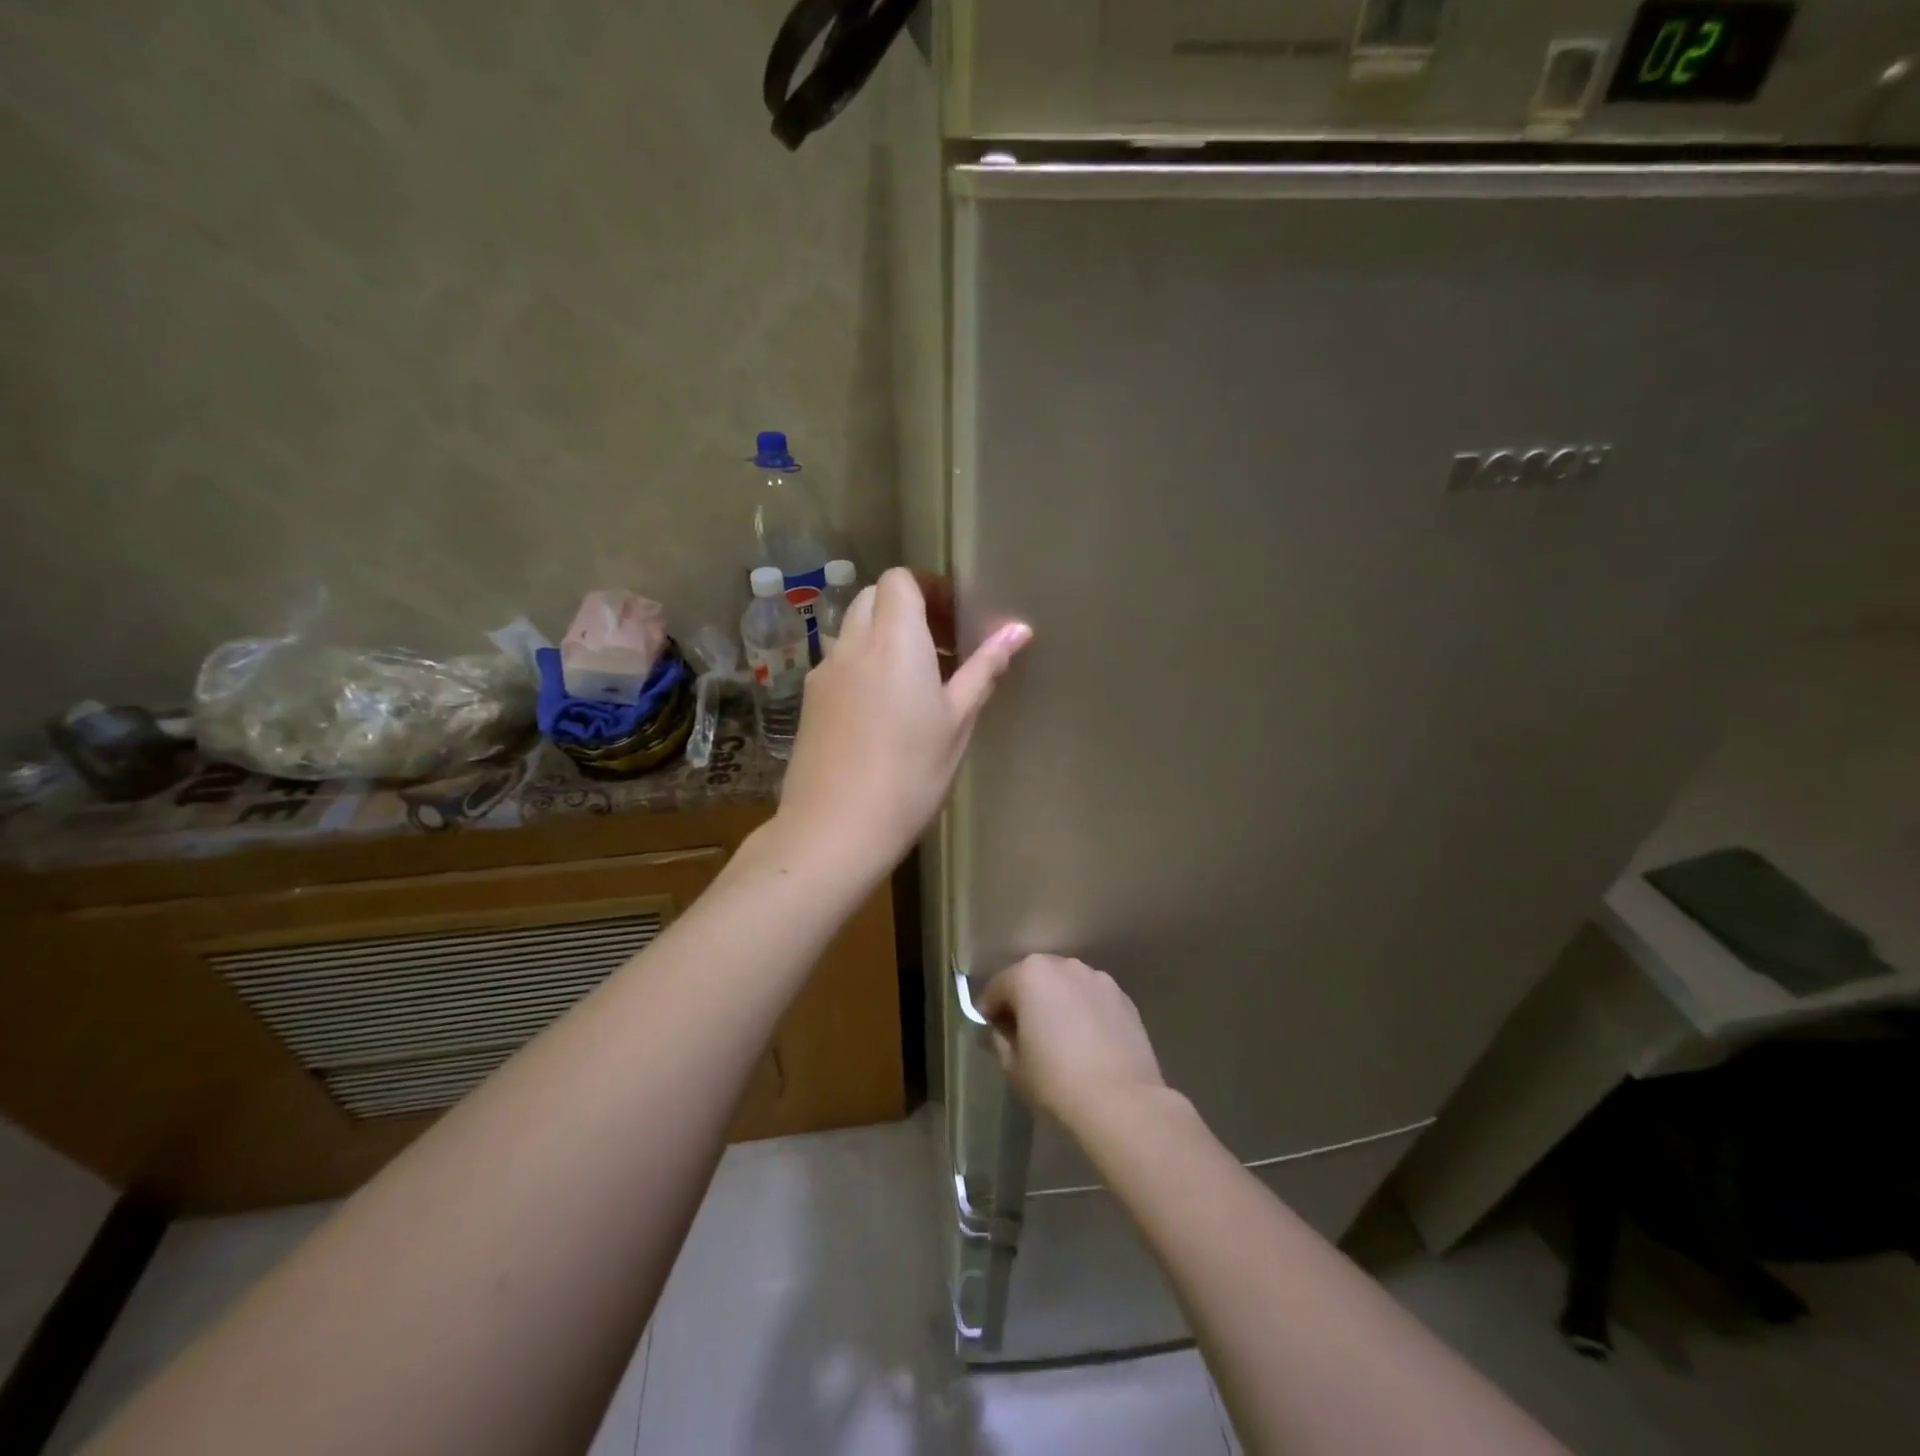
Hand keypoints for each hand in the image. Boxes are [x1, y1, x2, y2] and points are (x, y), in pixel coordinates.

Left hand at [778, 567, 1031, 878]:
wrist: (835, 829)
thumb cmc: (910, 775)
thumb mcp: (957, 723)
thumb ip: (984, 669)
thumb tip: (1018, 629)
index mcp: (894, 641)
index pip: (900, 580)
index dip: (928, 588)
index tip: (954, 619)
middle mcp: (852, 645)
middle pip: (873, 598)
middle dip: (907, 610)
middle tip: (941, 649)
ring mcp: (824, 672)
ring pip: (853, 629)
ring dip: (882, 637)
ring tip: (913, 681)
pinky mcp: (809, 701)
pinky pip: (839, 662)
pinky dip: (862, 664)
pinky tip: (881, 710)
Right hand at [979, 955, 1167, 1134]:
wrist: (1122, 1101)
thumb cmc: (1056, 1081)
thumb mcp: (1013, 1066)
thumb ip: (1001, 1040)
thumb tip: (1004, 1031)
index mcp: (1029, 975)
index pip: (998, 987)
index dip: (990, 1010)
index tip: (990, 1030)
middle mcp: (1064, 966)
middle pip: (1034, 979)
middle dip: (1025, 1000)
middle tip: (1023, 1032)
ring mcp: (1097, 979)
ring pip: (1066, 986)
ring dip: (1058, 1002)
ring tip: (1060, 1036)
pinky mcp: (1123, 997)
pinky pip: (1092, 999)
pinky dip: (1085, 1011)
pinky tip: (1088, 1041)